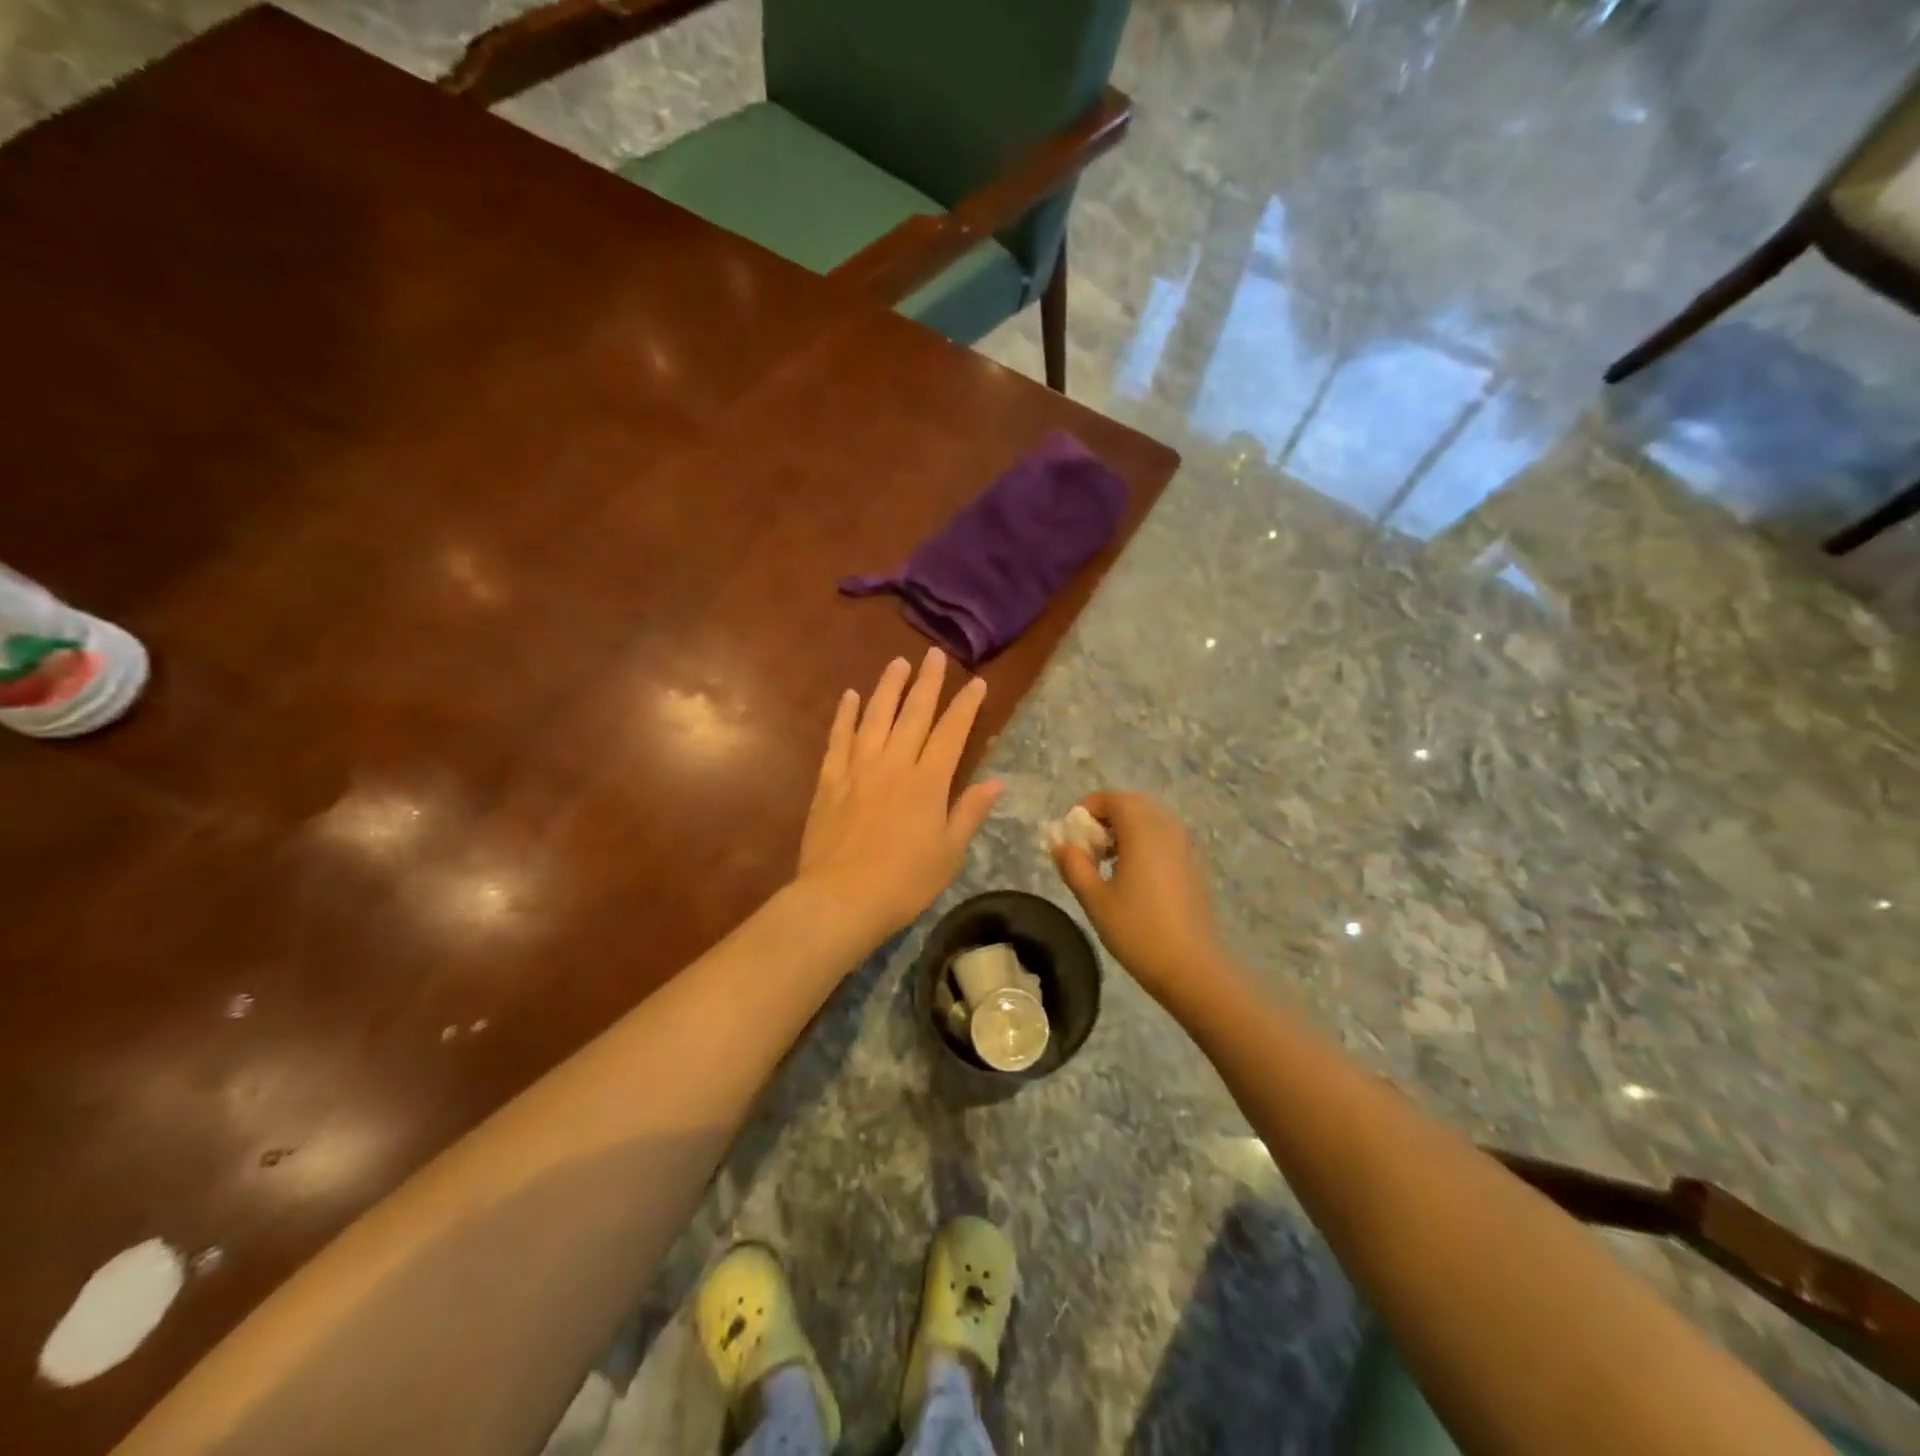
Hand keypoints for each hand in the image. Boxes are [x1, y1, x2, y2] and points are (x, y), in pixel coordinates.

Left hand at [795, 650, 1003, 943]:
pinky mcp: (829, 779)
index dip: (966, 706)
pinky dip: (845, 715)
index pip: (952, 732)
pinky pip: (838, 738)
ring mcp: (858, 768)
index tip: (977, 683)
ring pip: (875, 716)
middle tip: (935, 655)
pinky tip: (850, 696)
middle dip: (928, 682)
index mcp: (928, 782)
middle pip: (914, 713)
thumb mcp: (949, 853)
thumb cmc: (904, 882)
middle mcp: (894, 764)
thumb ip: (969, 812)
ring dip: (888, 687)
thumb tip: (996, 781)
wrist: (841, 898)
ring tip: (898, 662)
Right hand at [1050, 791, 1222, 999]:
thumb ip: (1073, 865)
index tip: (1071, 836)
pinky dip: (1144, 842)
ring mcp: (1184, 845)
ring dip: (1125, 829)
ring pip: (1150, 819)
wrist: (1190, 965)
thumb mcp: (1094, 898)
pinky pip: (1164, 836)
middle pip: (1132, 804)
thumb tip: (1060, 845)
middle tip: (1088, 848)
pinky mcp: (1193, 863)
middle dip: (1106, 817)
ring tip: (1108, 863)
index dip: (1086, 809)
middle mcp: (1166, 827)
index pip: (1111, 798)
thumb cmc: (1137, 929)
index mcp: (1142, 829)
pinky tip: (1133, 876)